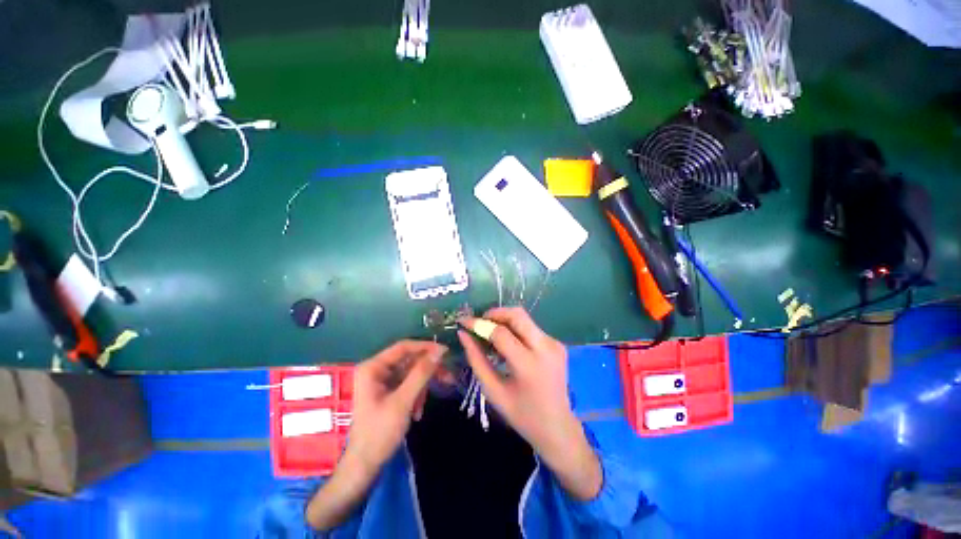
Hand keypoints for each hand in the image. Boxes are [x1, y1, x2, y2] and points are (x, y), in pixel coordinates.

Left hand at [345, 340, 446, 473]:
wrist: (365, 465)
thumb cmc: (380, 432)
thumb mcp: (403, 401)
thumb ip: (421, 374)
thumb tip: (439, 351)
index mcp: (373, 367)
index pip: (404, 347)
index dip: (426, 347)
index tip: (446, 352)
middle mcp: (377, 370)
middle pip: (409, 360)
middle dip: (427, 371)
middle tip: (448, 377)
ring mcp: (382, 381)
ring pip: (411, 373)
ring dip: (422, 387)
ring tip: (424, 406)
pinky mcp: (388, 392)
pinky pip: (408, 384)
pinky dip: (416, 395)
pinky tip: (417, 412)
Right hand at [458, 307, 601, 500]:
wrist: (557, 427)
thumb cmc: (521, 414)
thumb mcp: (493, 391)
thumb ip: (476, 360)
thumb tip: (463, 334)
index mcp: (528, 365)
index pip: (500, 333)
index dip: (479, 324)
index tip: (464, 322)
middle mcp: (546, 348)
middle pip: (517, 315)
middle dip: (495, 313)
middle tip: (480, 323)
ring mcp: (555, 344)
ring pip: (525, 318)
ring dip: (505, 320)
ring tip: (491, 334)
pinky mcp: (558, 344)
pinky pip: (532, 328)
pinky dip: (516, 330)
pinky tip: (508, 344)